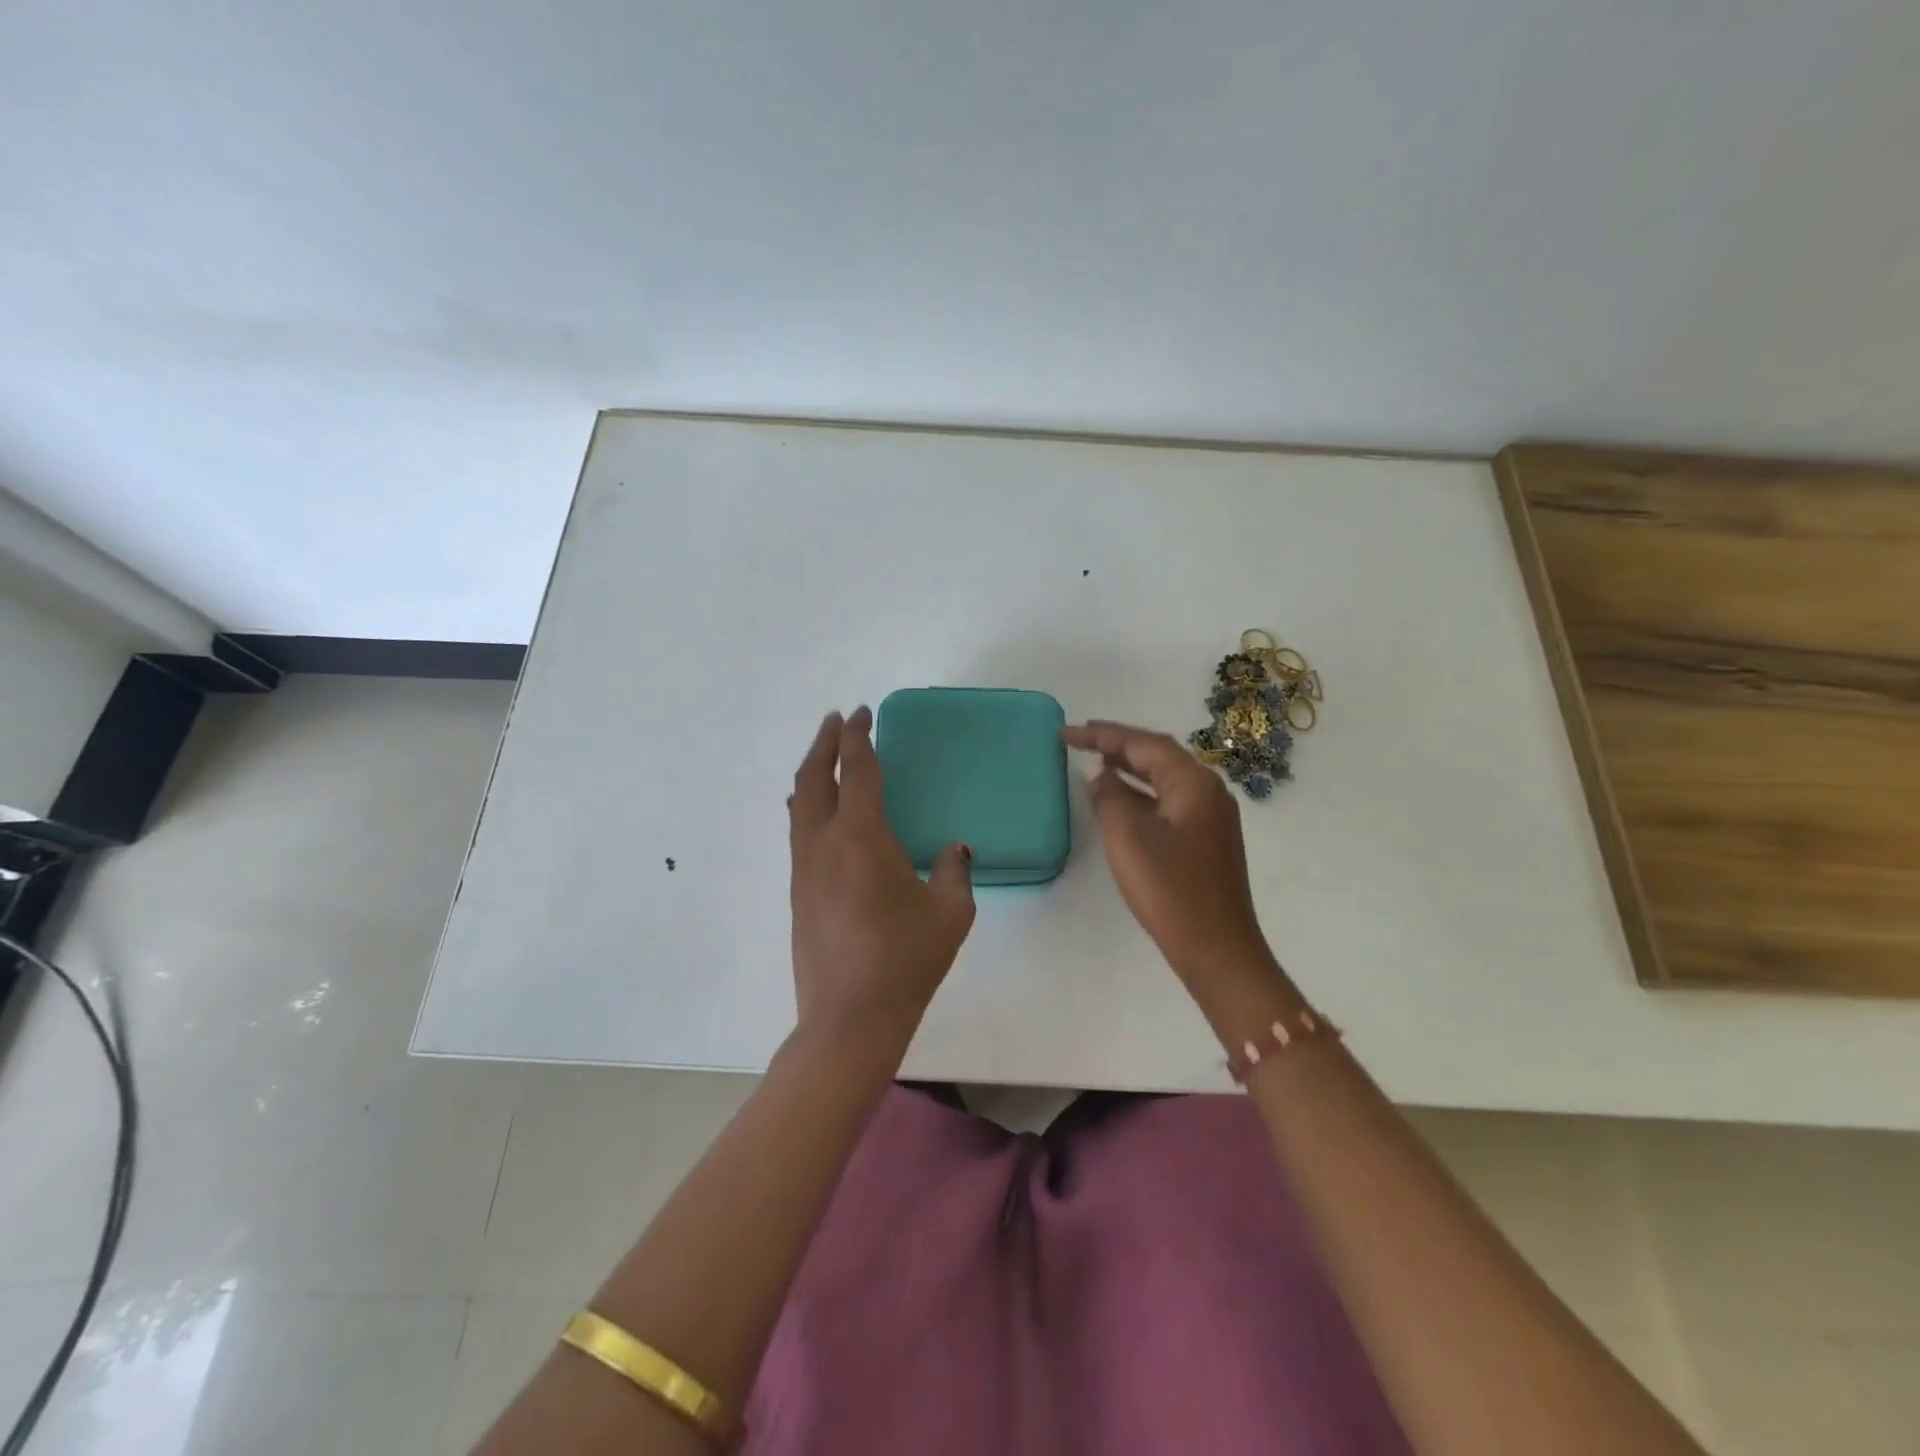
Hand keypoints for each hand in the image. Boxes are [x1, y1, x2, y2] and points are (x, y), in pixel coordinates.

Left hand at [788, 708, 975, 1055]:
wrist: (849, 1017)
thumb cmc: (905, 960)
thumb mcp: (950, 912)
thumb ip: (954, 870)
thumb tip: (954, 850)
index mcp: (860, 837)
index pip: (857, 771)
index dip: (858, 737)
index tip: (861, 714)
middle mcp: (823, 843)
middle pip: (814, 778)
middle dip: (824, 744)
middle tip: (836, 722)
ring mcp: (803, 869)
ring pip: (799, 805)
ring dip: (812, 773)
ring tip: (825, 759)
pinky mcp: (797, 893)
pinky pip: (799, 832)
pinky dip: (808, 806)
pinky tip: (821, 815)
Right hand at [1062, 720, 1300, 1032]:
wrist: (1217, 949)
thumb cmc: (1170, 889)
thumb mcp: (1128, 837)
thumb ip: (1110, 797)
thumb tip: (1100, 774)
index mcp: (1194, 783)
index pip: (1144, 744)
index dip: (1103, 734)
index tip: (1066, 732)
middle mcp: (1208, 791)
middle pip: (1158, 755)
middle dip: (1117, 745)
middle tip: (1079, 739)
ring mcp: (1210, 816)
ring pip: (1164, 778)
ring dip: (1129, 768)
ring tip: (1094, 761)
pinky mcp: (1206, 840)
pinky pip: (1168, 801)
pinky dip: (1141, 793)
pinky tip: (1120, 800)